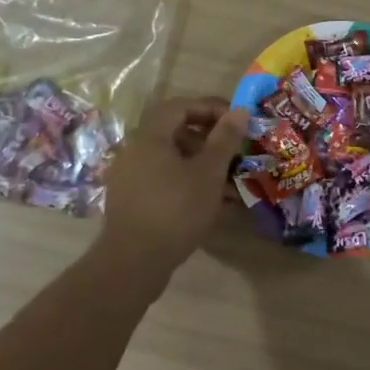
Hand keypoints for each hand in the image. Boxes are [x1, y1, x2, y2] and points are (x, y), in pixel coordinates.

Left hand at [95, 96, 248, 283]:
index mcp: (150, 136)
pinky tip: (209, 202)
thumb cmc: (175, 209)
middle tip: (234, 150)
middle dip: (209, 138)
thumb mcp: (208, 172)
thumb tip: (240, 111)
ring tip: (228, 180)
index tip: (236, 121)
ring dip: (201, 163)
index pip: (181, 106)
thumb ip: (224, 139)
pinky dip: (186, 182)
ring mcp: (130, 176)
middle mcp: (135, 150)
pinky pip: (163, 179)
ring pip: (171, 158)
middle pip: (175, 131)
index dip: (211, 108)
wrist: (133, 263)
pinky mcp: (131, 200)